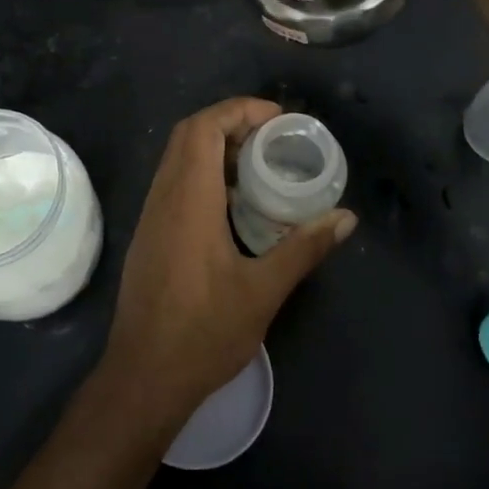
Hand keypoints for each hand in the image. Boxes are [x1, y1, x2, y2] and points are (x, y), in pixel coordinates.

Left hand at [98, 98, 354, 427]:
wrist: (143, 378)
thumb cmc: (203, 333)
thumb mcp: (262, 291)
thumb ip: (304, 248)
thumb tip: (345, 218)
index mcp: (188, 200)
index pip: (203, 128)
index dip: (238, 110)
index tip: (277, 120)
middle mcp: (163, 198)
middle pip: (188, 135)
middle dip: (230, 123)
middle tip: (273, 138)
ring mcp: (151, 217)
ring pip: (178, 159)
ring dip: (215, 148)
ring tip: (259, 164)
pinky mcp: (150, 236)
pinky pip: (174, 184)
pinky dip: (203, 174)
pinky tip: (234, 204)